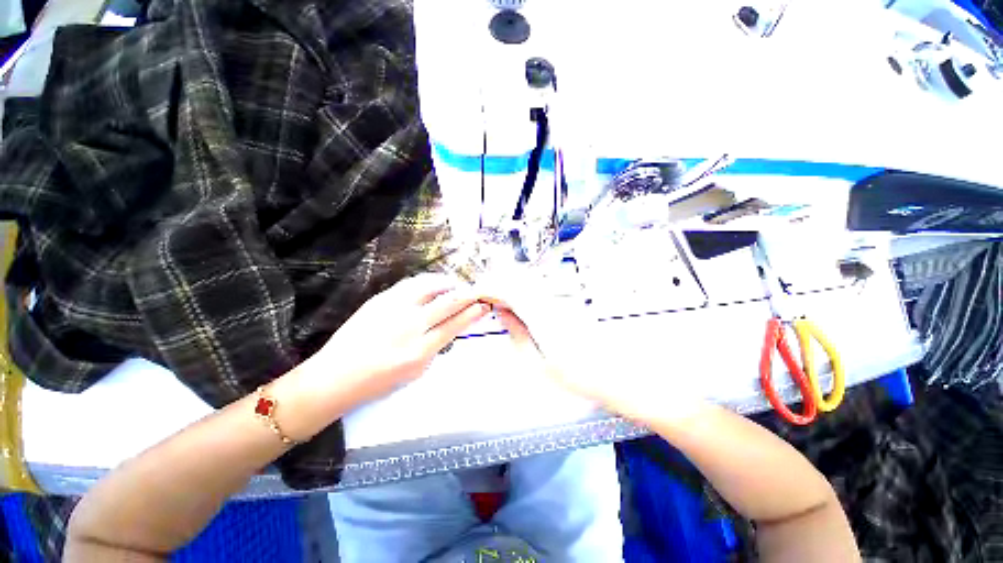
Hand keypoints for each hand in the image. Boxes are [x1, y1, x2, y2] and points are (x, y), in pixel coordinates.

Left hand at [297, 274, 490, 410]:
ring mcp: (393, 309)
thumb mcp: (415, 372)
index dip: (473, 313)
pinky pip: (411, 284)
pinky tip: (434, 282)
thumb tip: (450, 327)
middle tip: (477, 291)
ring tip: (456, 284)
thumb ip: (436, 347)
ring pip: (430, 287)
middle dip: (467, 295)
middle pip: (448, 303)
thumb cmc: (378, 381)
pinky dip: (428, 281)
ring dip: (448, 283)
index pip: (455, 325)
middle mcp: (410, 326)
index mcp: (420, 350)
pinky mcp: (380, 299)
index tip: (484, 305)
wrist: (335, 375)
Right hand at [478, 276, 705, 421]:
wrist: (619, 375)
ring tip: (495, 305)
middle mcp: (551, 301)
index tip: (474, 294)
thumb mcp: (539, 363)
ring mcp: (560, 302)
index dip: (489, 288)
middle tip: (481, 299)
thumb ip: (517, 333)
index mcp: (541, 315)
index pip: (509, 289)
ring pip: (527, 286)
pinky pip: (537, 294)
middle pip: (517, 281)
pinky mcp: (566, 306)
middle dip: (496, 286)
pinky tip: (516, 310)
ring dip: (508, 291)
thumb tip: (502, 312)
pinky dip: (521, 297)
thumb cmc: (579, 376)